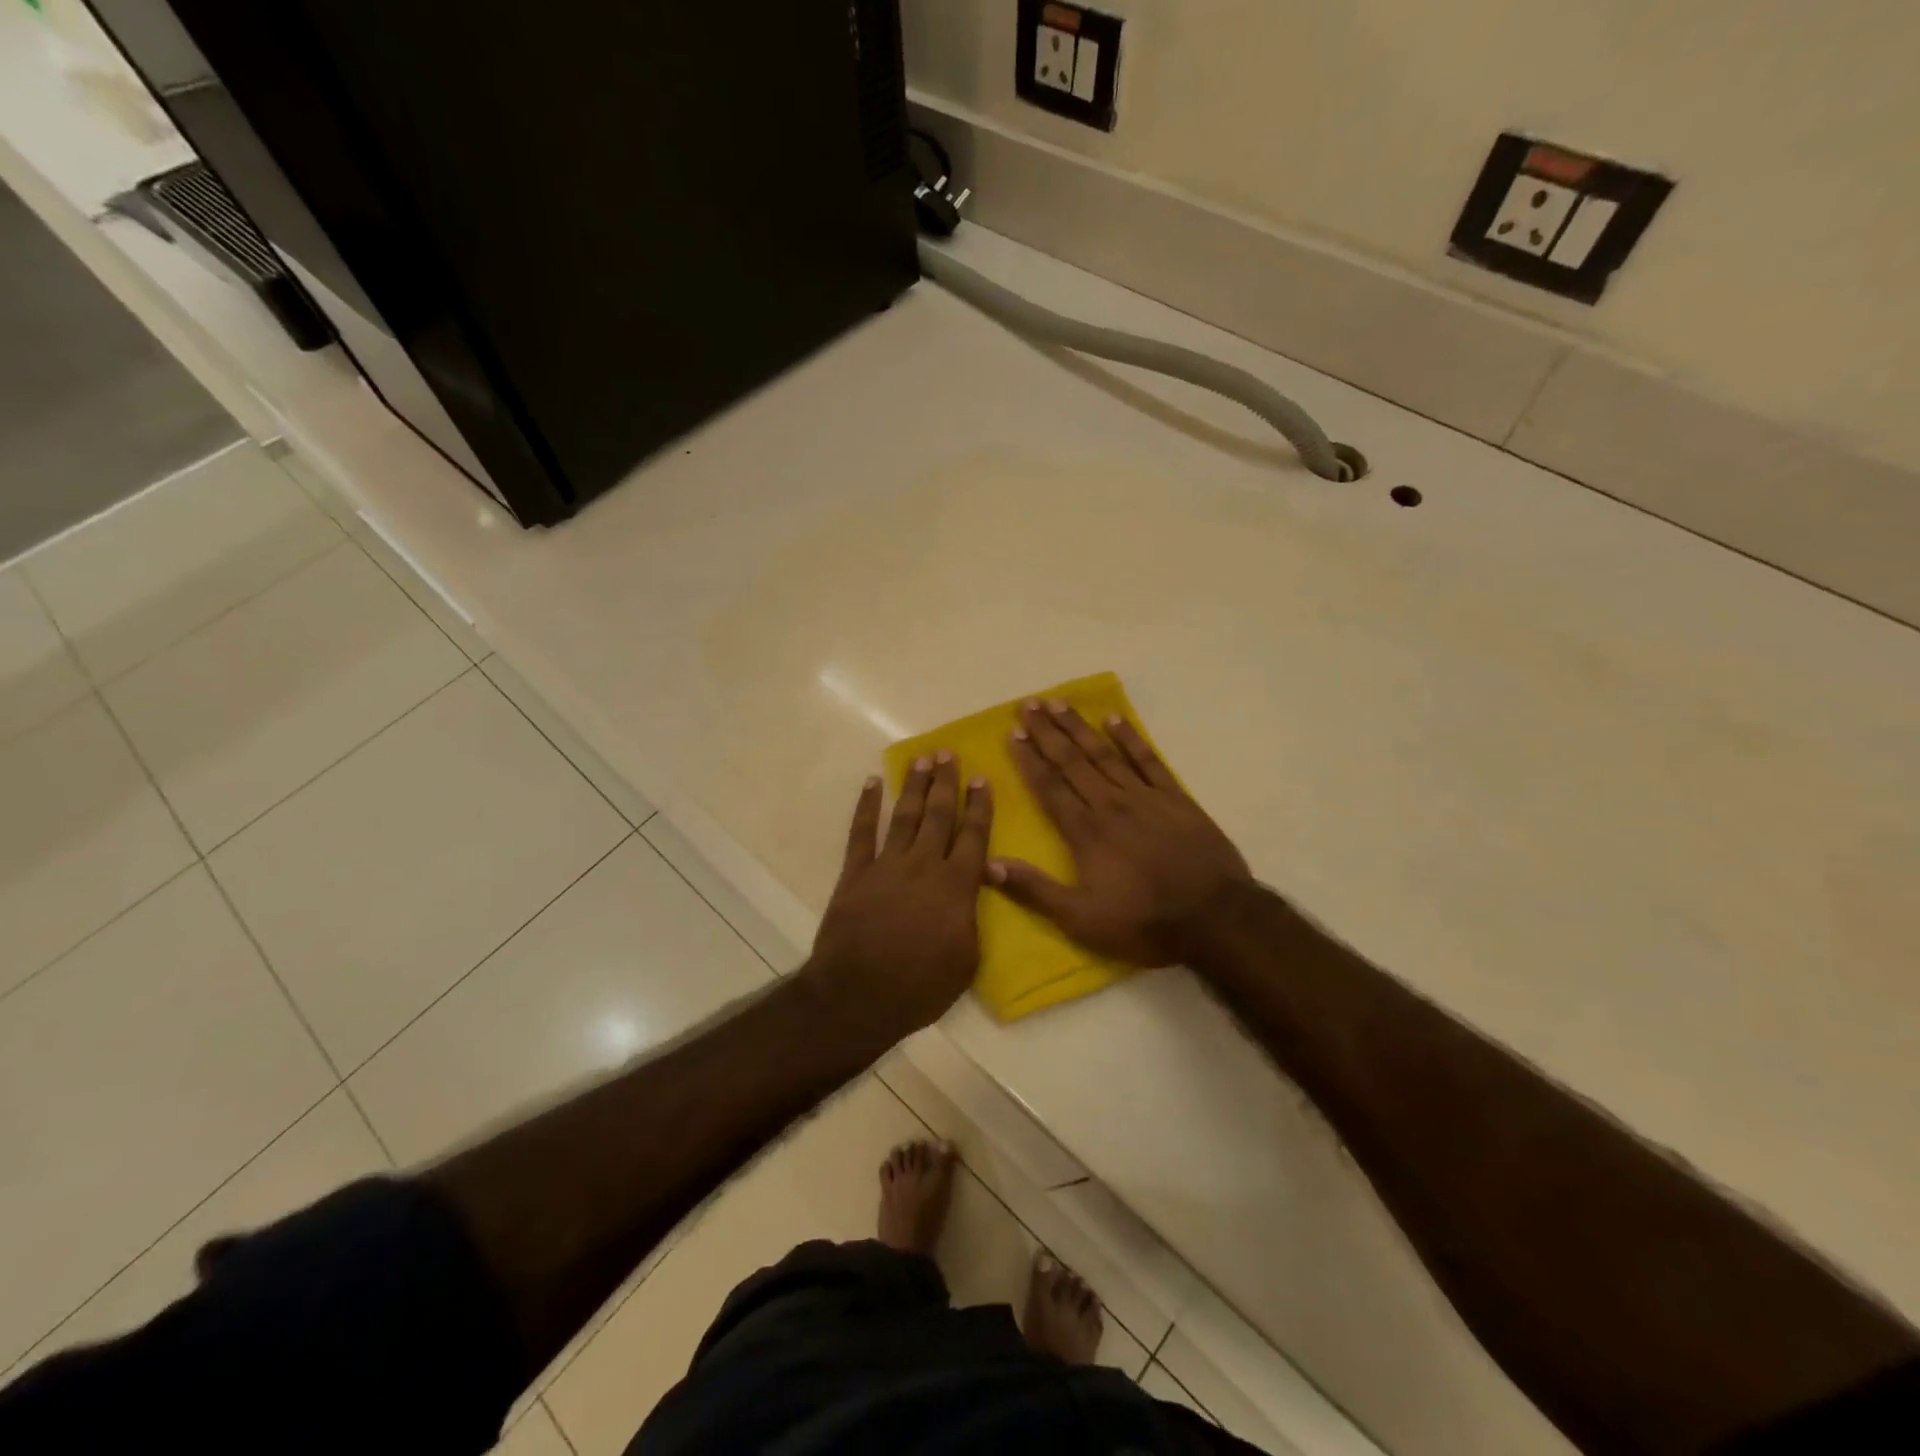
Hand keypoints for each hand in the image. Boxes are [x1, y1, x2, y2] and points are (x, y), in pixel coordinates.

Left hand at [805, 754, 992, 1036]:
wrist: (860, 996)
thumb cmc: (921, 986)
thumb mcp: (967, 959)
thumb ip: (971, 916)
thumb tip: (972, 889)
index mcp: (956, 885)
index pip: (973, 836)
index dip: (978, 806)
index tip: (980, 778)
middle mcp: (924, 865)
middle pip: (938, 815)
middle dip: (945, 782)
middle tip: (948, 753)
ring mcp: (887, 865)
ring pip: (904, 815)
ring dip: (913, 785)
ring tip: (921, 759)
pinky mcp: (856, 874)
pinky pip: (862, 832)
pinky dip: (866, 806)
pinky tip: (871, 784)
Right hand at [990, 699, 1250, 965]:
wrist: (1216, 918)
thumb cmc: (1144, 921)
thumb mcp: (1082, 919)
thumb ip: (1035, 890)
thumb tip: (989, 865)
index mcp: (1086, 832)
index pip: (1050, 787)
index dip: (1029, 760)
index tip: (1012, 734)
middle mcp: (1110, 804)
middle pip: (1073, 761)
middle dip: (1047, 732)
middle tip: (1027, 704)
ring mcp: (1145, 797)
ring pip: (1105, 753)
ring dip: (1079, 727)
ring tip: (1058, 702)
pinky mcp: (1176, 798)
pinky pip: (1148, 760)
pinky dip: (1131, 738)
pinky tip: (1114, 719)